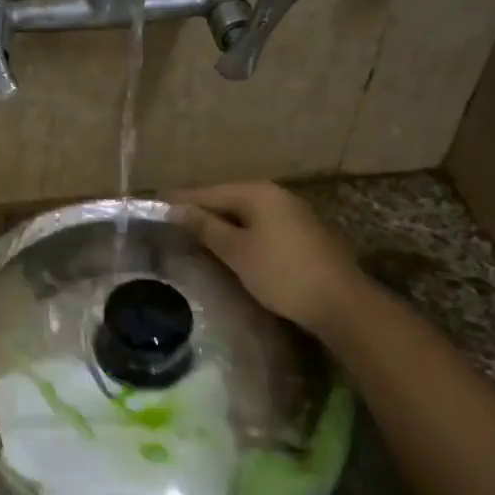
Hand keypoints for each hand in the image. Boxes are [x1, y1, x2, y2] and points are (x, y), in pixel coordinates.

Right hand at [169, 182, 366, 339]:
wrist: (340, 302)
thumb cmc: (281, 273)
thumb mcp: (236, 251)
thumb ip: (205, 227)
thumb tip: (177, 209)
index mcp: (258, 193)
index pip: (209, 192)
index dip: (181, 200)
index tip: (155, 204)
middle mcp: (276, 195)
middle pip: (228, 198)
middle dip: (200, 209)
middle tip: (170, 220)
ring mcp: (292, 213)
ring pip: (245, 212)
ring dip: (220, 222)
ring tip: (192, 233)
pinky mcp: (302, 233)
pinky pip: (260, 224)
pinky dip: (240, 231)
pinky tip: (228, 244)